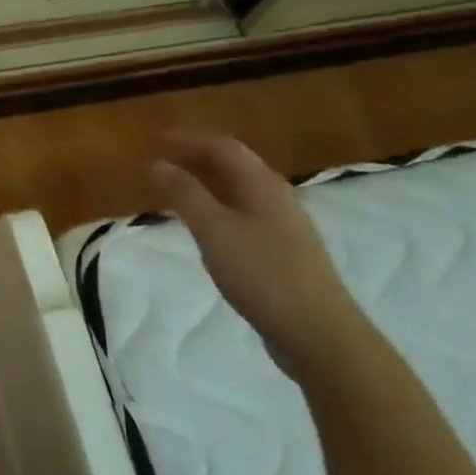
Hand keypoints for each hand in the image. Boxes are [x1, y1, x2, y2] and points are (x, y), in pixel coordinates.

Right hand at [151, 133, 370, 382]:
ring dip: (206, 184)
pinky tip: (206, 229)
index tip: (155, 140)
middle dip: (195, 158)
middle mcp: (276, 197)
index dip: (187, 139)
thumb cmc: (263, 274)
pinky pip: (243, 215)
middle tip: (161, 161)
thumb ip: (184, 193)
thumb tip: (156, 162)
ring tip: (176, 191)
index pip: (222, 146)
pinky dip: (217, 209)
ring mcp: (284, 227)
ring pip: (238, 192)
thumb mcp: (214, 230)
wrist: (320, 335)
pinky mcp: (284, 253)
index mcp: (262, 184)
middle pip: (233, 166)